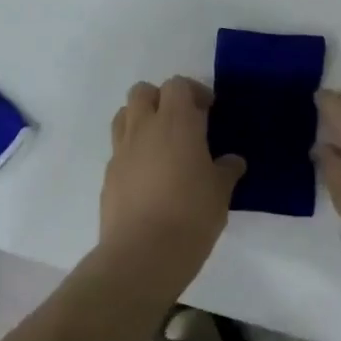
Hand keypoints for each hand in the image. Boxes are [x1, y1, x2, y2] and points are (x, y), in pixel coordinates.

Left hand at [100, 77, 244, 300]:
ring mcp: (121, 151)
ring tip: (161, 145)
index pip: (177, 85)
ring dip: (141, 120)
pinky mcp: (108, 176)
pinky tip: (148, 178)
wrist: (141, 255)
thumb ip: (226, 170)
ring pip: (124, 115)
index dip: (193, 92)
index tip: (208, 111)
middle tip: (181, 123)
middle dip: (161, 99)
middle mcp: (144, 127)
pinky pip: (119, 150)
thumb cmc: (191, 215)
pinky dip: (132, 152)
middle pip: (143, 91)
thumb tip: (232, 162)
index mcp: (176, 121)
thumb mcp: (220, 192)